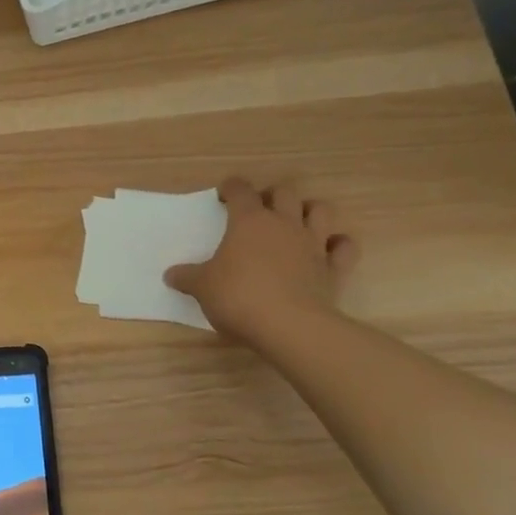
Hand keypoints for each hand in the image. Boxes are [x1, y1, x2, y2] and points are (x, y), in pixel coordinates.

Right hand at [164, 176, 359, 341]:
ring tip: (296, 222)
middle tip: (259, 210)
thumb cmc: (238, 297)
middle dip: (272, 195)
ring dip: (309, 211)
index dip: (231, 188)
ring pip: (321, 210)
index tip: (223, 195)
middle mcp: (284, 224)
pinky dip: (338, 244)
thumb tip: (171, 274)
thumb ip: (187, 277)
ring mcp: (313, 244)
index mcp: (249, 221)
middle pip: (284, 193)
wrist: (289, 326)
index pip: (240, 190)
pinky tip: (328, 250)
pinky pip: (344, 247)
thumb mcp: (202, 287)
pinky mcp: (334, 269)